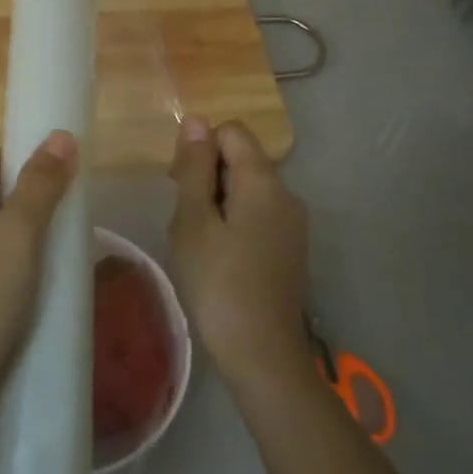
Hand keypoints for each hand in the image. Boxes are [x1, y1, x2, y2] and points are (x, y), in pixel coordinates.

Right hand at [169, 118, 310, 388]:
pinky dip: (233, 221)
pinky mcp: (290, 247)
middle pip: (241, 159)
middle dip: (206, 175)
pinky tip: (217, 257)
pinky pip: (257, 214)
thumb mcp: (193, 221)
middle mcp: (286, 194)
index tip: (179, 183)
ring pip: (247, 188)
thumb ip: (195, 168)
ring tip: (197, 242)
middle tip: (183, 218)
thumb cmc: (218, 282)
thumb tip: (196, 120)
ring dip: (216, 201)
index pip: (231, 131)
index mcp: (263, 181)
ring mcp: (292, 223)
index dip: (200, 147)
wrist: (262, 353)